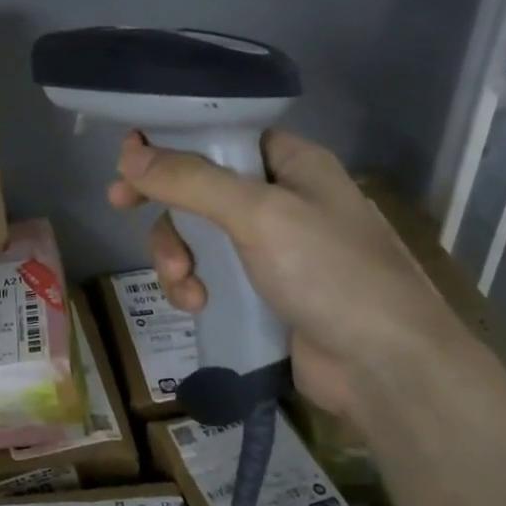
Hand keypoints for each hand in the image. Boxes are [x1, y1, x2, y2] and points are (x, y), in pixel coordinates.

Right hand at [108, 128, 476, 416]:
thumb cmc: (330, 273)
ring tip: (182, 282)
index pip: (219, 135)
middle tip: (120, 205)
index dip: (171, 142)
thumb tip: (128, 154)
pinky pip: (206, 273)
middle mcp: (278, 198)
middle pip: (197, 185)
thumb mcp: (259, 215)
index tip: (128, 157)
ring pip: (195, 234)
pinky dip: (191, 285)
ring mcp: (268, 248)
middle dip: (165, 206)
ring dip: (175, 255)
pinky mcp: (258, 290)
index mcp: (291, 163)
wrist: (385, 371)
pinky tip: (196, 304)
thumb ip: (190, 181)